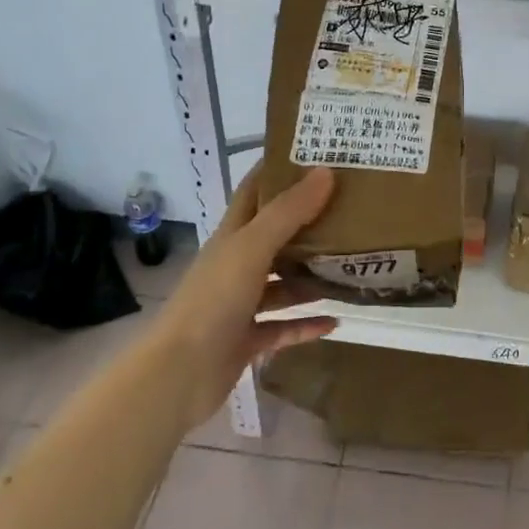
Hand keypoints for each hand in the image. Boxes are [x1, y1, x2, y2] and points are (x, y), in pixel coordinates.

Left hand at [147, 164, 338, 430]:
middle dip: (309, 224)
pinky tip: (336, 321)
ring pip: (282, 284)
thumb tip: (325, 172)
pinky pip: (284, 327)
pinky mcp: (247, 340)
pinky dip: (307, 324)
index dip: (279, 171)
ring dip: (311, 277)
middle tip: (350, 210)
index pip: (255, 192)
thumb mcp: (252, 248)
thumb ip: (289, 212)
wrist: (178, 374)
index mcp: (232, 237)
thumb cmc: (214, 300)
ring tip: (350, 266)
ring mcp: (240, 305)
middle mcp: (236, 265)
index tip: (316, 154)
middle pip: (276, 237)